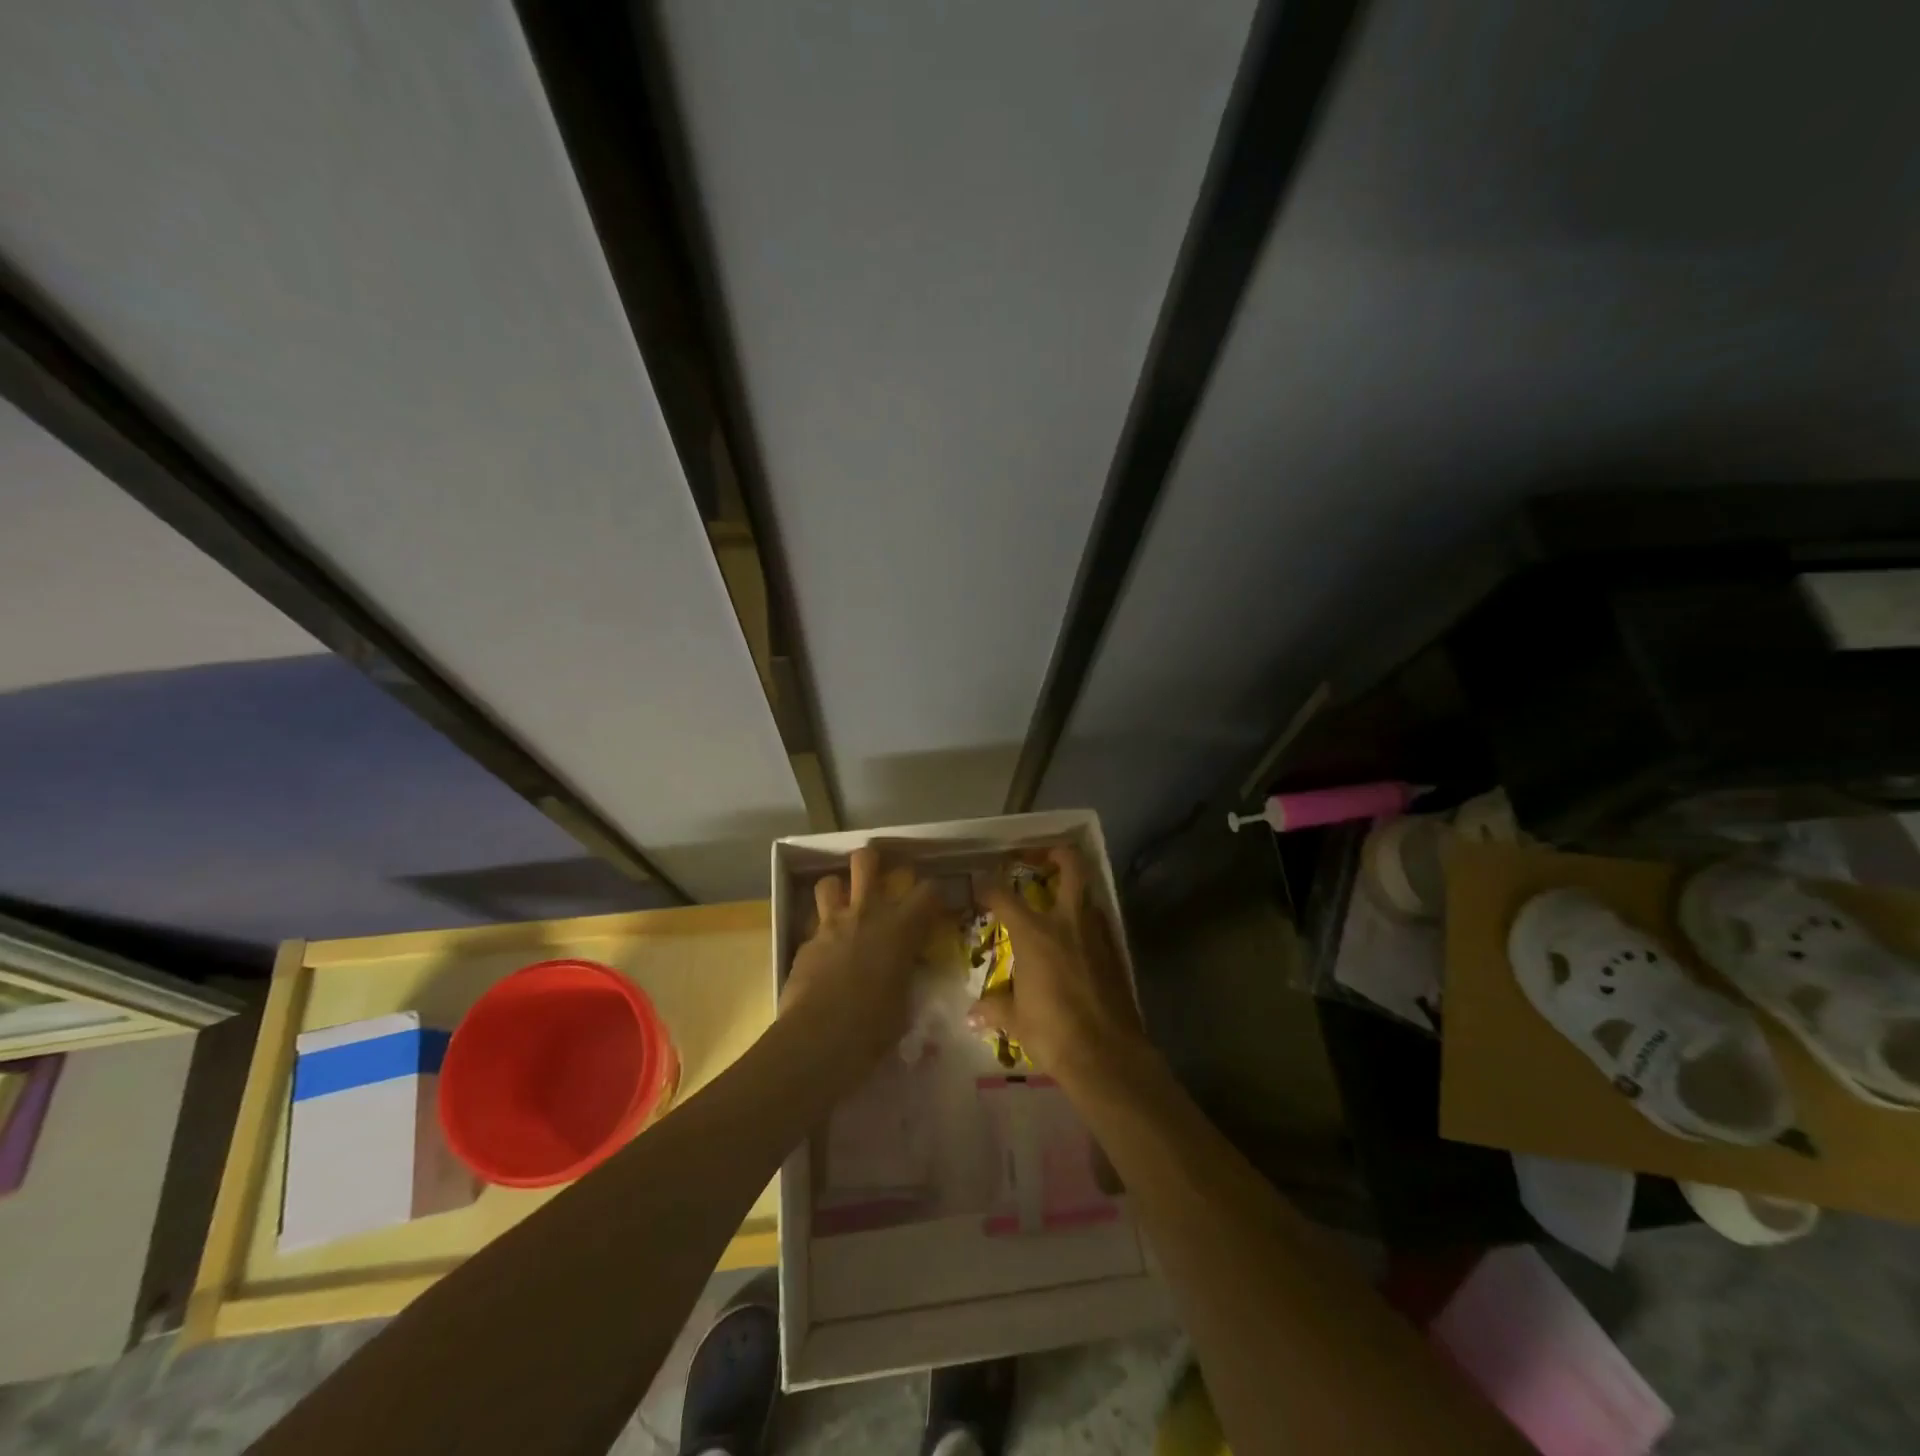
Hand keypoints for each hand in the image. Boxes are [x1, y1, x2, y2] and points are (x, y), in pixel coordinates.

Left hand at [783, 846, 941, 1062]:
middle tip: (880, 881)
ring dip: (838, 891)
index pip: (928, 890)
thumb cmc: (875, 1025)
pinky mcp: (806, 943)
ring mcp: (832, 925)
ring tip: (845, 906)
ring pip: (829, 882)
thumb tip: (906, 969)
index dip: (933, 894)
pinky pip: (814, 925)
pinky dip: (822, 933)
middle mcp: (866, 913)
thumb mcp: (905, 999)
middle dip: (872, 862)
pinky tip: (825, 953)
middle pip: (866, 861)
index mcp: (900, 926)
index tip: (934, 907)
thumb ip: (905, 973)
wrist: (820, 1037)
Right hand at [969, 846, 1150, 1085]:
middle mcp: (1067, 923)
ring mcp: (1096, 935)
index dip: (989, 888)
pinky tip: (1076, 942)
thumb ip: (995, 1008)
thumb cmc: (1053, 1032)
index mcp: (1035, 933)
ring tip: (1057, 903)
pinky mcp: (1115, 953)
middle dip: (1057, 853)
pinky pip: (1099, 925)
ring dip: (1073, 892)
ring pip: (1088, 896)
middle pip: (1071, 867)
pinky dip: (1086, 924)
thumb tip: (972, 1014)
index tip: (980, 888)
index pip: (1005, 897)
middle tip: (1040, 858)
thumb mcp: (1016, 1021)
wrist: (1108, 1055)